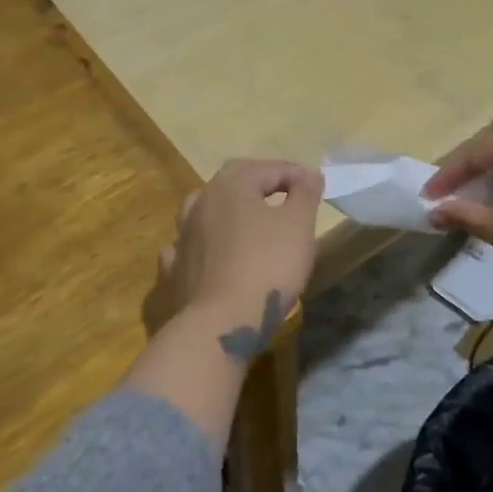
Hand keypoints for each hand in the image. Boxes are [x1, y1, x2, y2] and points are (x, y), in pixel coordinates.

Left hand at [142, 159, 322, 357]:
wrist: (220, 323)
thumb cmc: (267, 266)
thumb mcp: (299, 225)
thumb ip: (305, 193)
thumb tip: (308, 174)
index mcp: (231, 183)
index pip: (271, 168)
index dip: (297, 175)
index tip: (317, 189)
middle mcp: (201, 200)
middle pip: (236, 184)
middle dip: (263, 188)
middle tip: (289, 200)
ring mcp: (182, 235)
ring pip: (210, 212)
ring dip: (232, 213)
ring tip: (253, 225)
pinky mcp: (175, 268)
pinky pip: (192, 246)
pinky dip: (207, 245)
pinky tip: (215, 254)